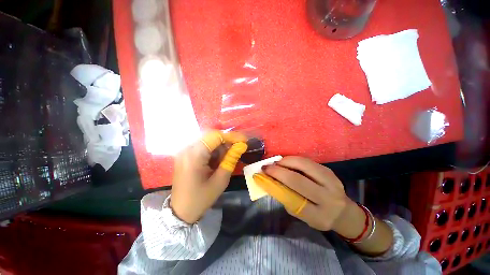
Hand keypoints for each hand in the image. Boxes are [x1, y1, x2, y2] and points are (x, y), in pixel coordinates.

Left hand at [170, 130, 247, 223]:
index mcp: (194, 155)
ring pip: (208, 141)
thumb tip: (241, 146)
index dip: (231, 136)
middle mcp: (187, 149)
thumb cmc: (201, 198)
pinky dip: (214, 151)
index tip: (244, 140)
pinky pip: (203, 147)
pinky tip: (219, 160)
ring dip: (221, 147)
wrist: (180, 212)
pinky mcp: (186, 155)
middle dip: (227, 141)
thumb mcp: (220, 180)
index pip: (215, 136)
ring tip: (229, 156)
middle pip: (211, 137)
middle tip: (238, 148)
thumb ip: (231, 159)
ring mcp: (185, 152)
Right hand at [261, 156, 365, 236]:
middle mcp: (327, 198)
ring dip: (286, 161)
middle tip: (266, 167)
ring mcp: (331, 181)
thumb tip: (270, 181)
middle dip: (278, 171)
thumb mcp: (302, 215)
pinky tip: (286, 162)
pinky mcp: (329, 171)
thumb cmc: (318, 215)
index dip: (275, 185)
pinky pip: (307, 161)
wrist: (342, 211)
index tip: (262, 176)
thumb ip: (287, 199)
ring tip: (276, 163)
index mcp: (319, 216)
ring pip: (304, 165)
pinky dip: (294, 160)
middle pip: (298, 180)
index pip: (293, 199)